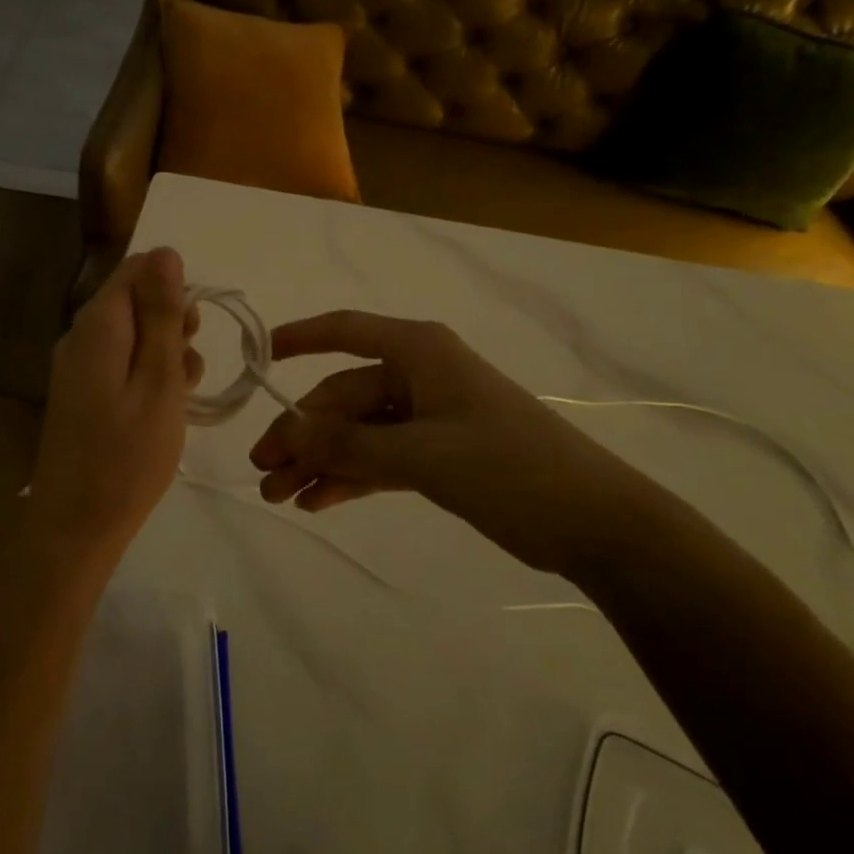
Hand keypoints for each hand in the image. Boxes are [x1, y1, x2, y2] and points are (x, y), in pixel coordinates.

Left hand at [31, 248, 201, 562]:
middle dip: (172, 321)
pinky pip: (119, 361)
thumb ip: (163, 315)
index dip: (173, 287)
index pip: (137, 268)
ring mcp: (76, 365)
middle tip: (190, 366)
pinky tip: (164, 407)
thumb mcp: (160, 381)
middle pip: (133, 299)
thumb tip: (166, 251)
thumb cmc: (128, 456)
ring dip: (164, 351)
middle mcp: (80, 335)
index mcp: (98, 325)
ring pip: (131, 332)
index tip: (193, 329)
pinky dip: (147, 373)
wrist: (75, 526)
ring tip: (183, 394)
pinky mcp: (80, 391)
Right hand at [248, 311, 666, 575]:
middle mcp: (418, 375)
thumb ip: (348, 443)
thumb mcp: (422, 454)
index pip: (346, 331)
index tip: (259, 359)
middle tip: (263, 471)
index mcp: (418, 352)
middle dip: (303, 434)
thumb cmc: (509, 468)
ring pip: (357, 432)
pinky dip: (349, 477)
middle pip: (344, 396)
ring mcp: (427, 416)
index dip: (300, 339)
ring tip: (279, 496)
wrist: (593, 522)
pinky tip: (316, 502)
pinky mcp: (436, 454)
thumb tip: (285, 430)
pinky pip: (378, 458)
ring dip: (319, 462)